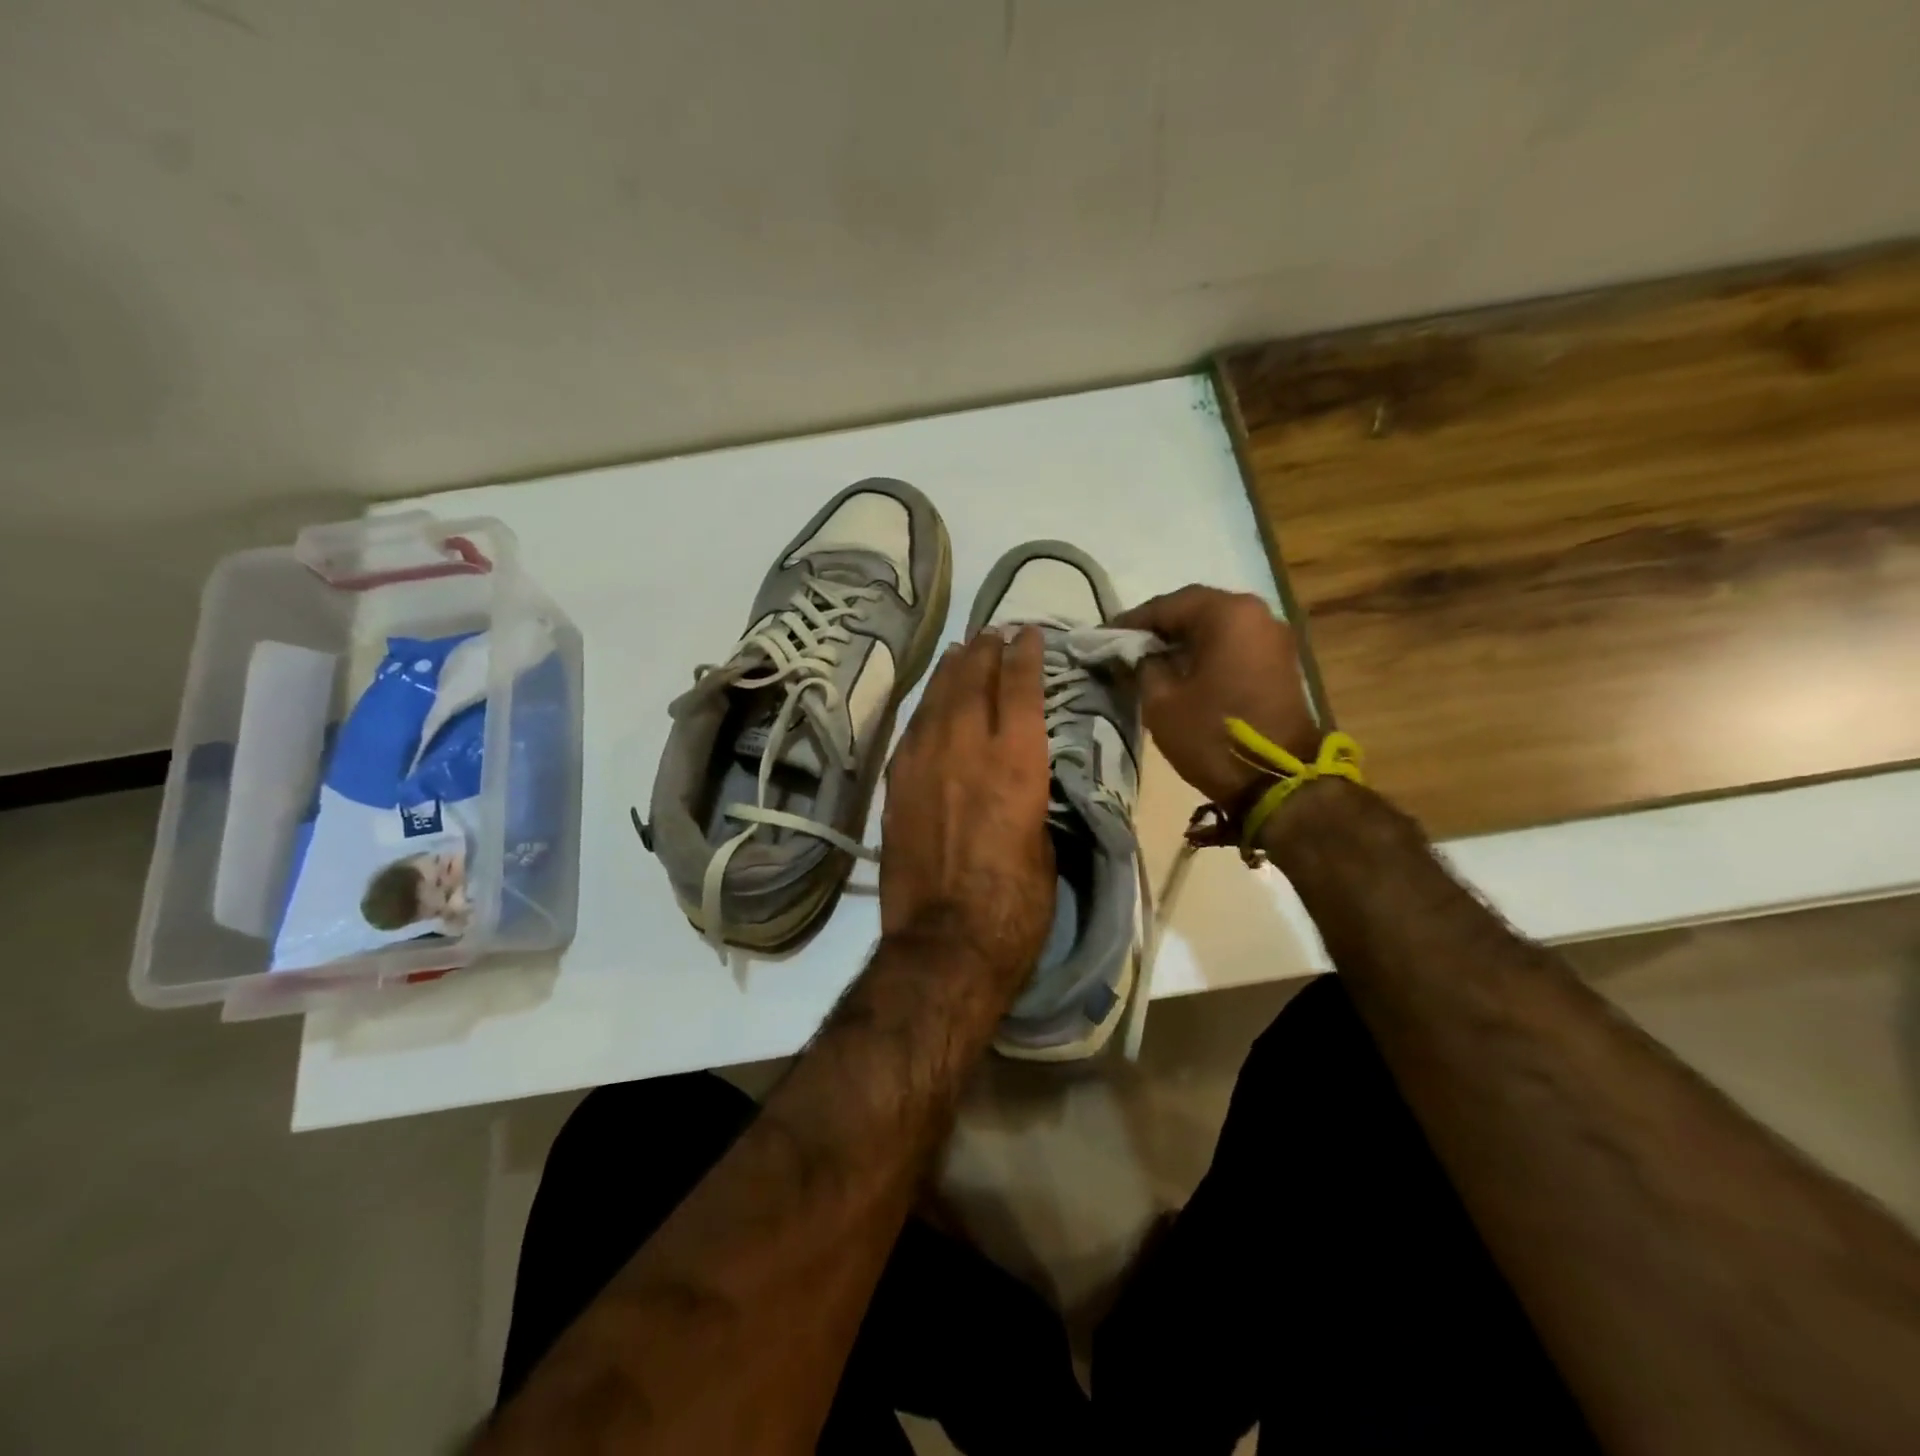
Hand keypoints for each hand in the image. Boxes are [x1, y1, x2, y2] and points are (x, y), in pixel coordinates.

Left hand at [880, 628, 1054, 984]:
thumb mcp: (1046, 848)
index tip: (1028, 633)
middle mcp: (966, 750)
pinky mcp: (896, 787)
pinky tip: (931, 703)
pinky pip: (911, 731)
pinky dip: (925, 709)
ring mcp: (923, 765)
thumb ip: (1033, 801)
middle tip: (991, 632)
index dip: (1025, 656)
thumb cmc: (1015, 908)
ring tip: (961, 652)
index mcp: (1015, 764)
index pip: (1019, 690)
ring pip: (936, 701)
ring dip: (951, 672)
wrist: (945, 945)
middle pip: (972, 683)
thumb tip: (1024, 782)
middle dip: (984, 652)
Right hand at [1117, 586, 1320, 804]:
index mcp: (1227, 614)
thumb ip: (1144, 666)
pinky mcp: (1280, 662)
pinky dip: (1207, 653)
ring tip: (1151, 661)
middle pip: (1196, 611)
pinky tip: (1183, 672)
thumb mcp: (1161, 701)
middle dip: (1160, 628)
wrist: (1277, 780)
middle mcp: (1256, 614)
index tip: (1104, 636)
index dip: (1132, 622)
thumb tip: (1141, 655)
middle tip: (1127, 646)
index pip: (1168, 606)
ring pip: (1217, 628)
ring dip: (1184, 641)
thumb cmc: (1212, 734)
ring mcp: (1273, 638)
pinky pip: (1234, 646)